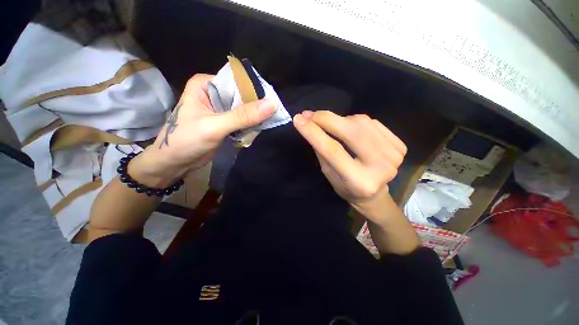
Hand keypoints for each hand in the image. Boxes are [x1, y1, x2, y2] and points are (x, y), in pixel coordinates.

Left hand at [133, 74, 275, 186]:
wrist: (175, 163)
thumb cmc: (186, 140)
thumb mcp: (215, 126)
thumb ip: (243, 116)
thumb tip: (272, 104)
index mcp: (206, 85)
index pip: (237, 82)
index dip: (255, 91)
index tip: (273, 102)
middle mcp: (214, 93)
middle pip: (242, 96)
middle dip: (256, 107)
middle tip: (274, 115)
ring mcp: (219, 109)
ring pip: (244, 109)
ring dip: (255, 117)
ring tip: (268, 123)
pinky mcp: (224, 122)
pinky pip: (242, 120)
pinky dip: (250, 126)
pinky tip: (257, 130)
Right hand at [293, 110, 406, 223]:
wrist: (374, 194)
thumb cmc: (346, 187)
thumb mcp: (328, 173)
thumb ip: (321, 150)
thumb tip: (309, 125)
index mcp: (359, 181)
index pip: (333, 150)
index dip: (314, 132)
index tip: (298, 119)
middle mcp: (381, 167)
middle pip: (351, 132)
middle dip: (326, 118)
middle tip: (309, 114)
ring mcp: (394, 155)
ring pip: (361, 122)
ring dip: (340, 119)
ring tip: (330, 125)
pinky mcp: (400, 145)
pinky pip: (372, 123)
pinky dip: (356, 121)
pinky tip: (350, 128)